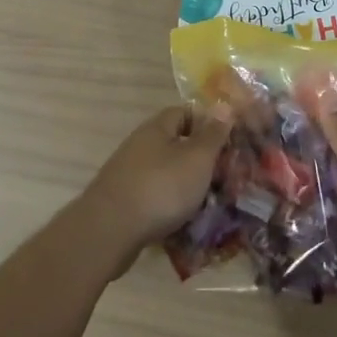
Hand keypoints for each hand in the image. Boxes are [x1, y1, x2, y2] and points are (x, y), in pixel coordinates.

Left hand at [84, 104, 233, 253]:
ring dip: (186, 186)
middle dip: (200, 160)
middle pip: (175, 144)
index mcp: (157, 128)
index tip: (227, 143)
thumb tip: (224, 105)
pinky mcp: (122, 201)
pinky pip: (154, 197)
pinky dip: (169, 206)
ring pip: (166, 173)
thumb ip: (213, 134)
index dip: (207, 124)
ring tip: (209, 204)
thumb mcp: (197, 158)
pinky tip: (183, 223)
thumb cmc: (161, 187)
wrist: (109, 232)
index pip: (185, 112)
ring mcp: (128, 174)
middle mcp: (140, 145)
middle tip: (223, 177)